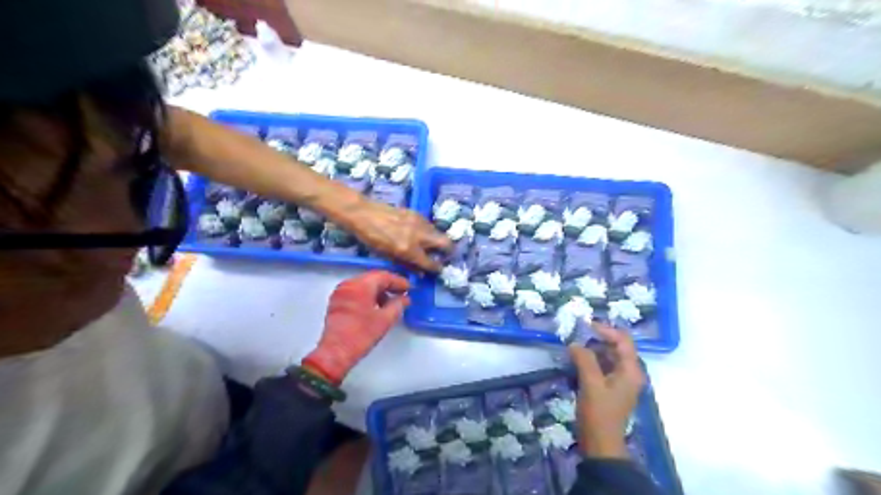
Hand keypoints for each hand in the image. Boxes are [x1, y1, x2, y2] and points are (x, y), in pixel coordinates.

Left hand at [301, 270, 411, 383]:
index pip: (384, 276)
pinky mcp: (337, 301)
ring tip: (391, 301)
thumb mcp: (385, 320)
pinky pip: (356, 291)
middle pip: (373, 278)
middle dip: (389, 285)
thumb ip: (398, 305)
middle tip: (403, 292)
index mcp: (360, 286)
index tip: (410, 288)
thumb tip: (405, 299)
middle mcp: (349, 284)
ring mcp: (341, 292)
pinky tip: (377, 305)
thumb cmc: (361, 335)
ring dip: (378, 290)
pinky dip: (368, 295)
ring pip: (364, 284)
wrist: (336, 352)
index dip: (399, 281)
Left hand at [344, 198, 449, 272]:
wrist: (363, 213)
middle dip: (449, 251)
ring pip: (439, 233)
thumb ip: (406, 264)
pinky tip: (421, 235)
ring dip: (438, 241)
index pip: (431, 263)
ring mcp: (419, 222)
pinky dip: (429, 232)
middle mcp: (418, 236)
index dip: (437, 268)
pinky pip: (429, 225)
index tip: (439, 270)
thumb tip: (421, 272)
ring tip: (432, 246)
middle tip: (445, 256)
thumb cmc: (371, 238)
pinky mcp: (417, 213)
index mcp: (408, 249)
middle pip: (445, 243)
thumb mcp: (387, 255)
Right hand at [567, 325, 644, 459]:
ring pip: (607, 357)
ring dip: (592, 350)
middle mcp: (629, 373)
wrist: (600, 444)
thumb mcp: (591, 383)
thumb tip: (575, 343)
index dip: (605, 330)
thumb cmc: (599, 413)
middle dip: (597, 339)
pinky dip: (590, 361)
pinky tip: (575, 360)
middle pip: (616, 347)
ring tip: (573, 346)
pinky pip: (602, 367)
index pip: (623, 340)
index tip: (585, 325)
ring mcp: (620, 381)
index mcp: (631, 371)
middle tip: (576, 334)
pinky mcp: (610, 388)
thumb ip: (584, 359)